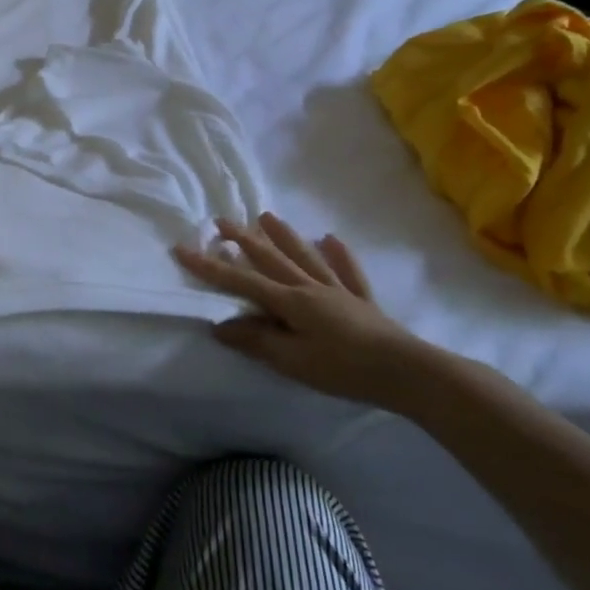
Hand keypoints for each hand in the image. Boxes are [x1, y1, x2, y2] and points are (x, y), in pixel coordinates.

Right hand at [173, 212, 440, 410]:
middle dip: (243, 240)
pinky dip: (338, 255)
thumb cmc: (344, 368)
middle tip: (221, 221)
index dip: (209, 266)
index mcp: (290, 301)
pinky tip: (331, 239)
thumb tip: (219, 325)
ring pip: (305, 257)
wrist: (408, 372)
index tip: (181, 249)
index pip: (240, 280)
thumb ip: (256, 340)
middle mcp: (310, 287)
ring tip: (266, 216)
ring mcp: (338, 290)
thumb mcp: (293, 361)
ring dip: (284, 236)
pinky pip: (347, 271)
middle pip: (271, 259)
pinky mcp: (362, 301)